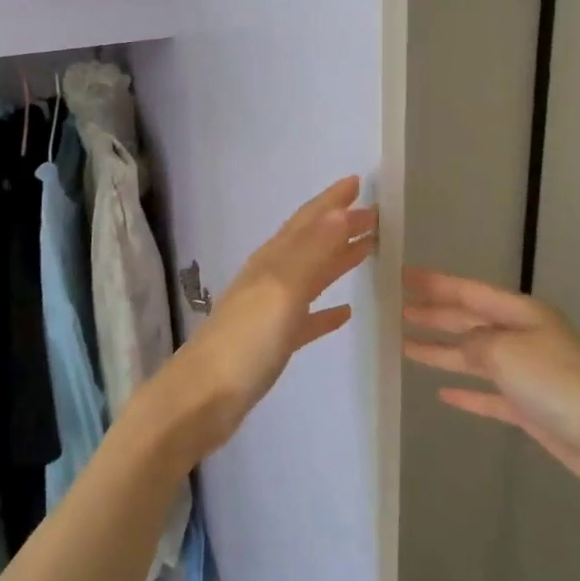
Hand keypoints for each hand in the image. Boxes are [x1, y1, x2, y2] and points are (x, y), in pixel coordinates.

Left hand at [143, 177, 377, 466]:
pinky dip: (326, 311)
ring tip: (368, 250)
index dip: (332, 201)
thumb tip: (340, 210)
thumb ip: (312, 251)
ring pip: (311, 276)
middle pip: (311, 243)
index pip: (308, 221)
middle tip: (376, 216)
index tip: (358, 182)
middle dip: (341, 226)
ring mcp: (270, 311)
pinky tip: (345, 312)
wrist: (203, 399)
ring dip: (338, 260)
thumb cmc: (246, 341)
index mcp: (272, 261)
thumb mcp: (282, 289)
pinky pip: (307, 318)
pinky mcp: (273, 343)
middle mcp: (270, 278)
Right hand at [403, 268, 579, 509]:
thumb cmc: (558, 383)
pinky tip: (443, 394)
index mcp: (522, 314)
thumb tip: (463, 346)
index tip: (403, 276)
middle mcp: (524, 337)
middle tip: (398, 311)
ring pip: (475, 357)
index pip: (468, 291)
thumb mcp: (506, 351)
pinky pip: (490, 394)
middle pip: (470, 321)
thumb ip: (474, 343)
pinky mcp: (531, 408)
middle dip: (435, 315)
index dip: (435, 283)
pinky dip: (467, 392)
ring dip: (442, 351)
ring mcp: (528, 373)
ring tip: (406, 347)